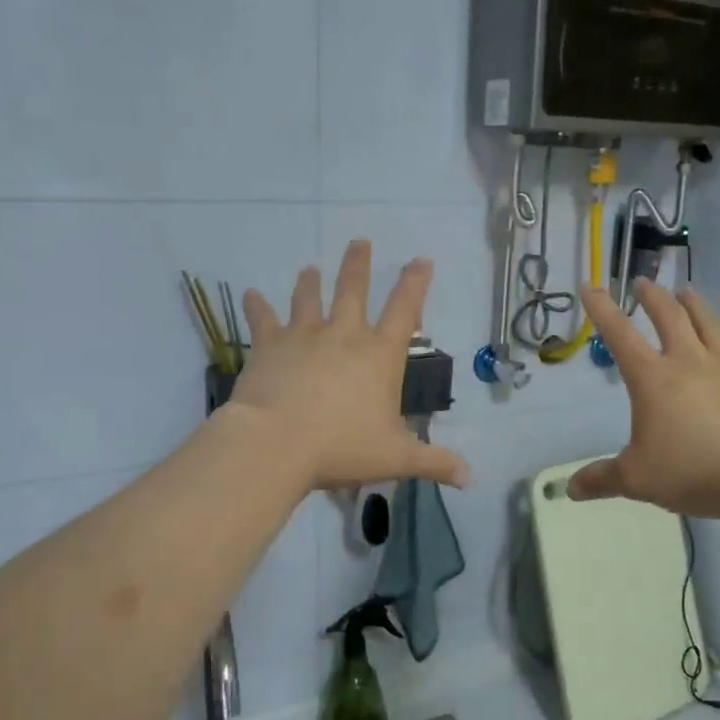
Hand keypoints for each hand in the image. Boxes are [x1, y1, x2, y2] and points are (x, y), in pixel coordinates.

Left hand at [231, 240, 468, 492]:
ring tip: (309, 267)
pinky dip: (257, 306)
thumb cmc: (342, 448)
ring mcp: (304, 336)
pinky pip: (263, 320)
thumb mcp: (395, 458)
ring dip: (310, 281)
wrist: (277, 443)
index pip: (405, 310)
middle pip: (353, 290)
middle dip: (358, 265)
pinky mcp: (269, 346)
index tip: (422, 258)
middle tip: (359, 241)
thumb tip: (470, 478)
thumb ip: (433, 463)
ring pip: (309, 298)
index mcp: (379, 355)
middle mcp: (344, 335)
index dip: (416, 283)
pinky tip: (249, 294)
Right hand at [568, 280, 719, 519]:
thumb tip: (570, 490)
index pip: (620, 335)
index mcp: (652, 379)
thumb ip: (601, 479)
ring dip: (698, 308)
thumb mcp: (635, 479)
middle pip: (669, 319)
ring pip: (712, 327)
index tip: (591, 287)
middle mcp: (689, 363)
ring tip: (689, 291)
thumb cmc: (690, 471)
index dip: (602, 310)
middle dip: (653, 298)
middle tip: (644, 283)